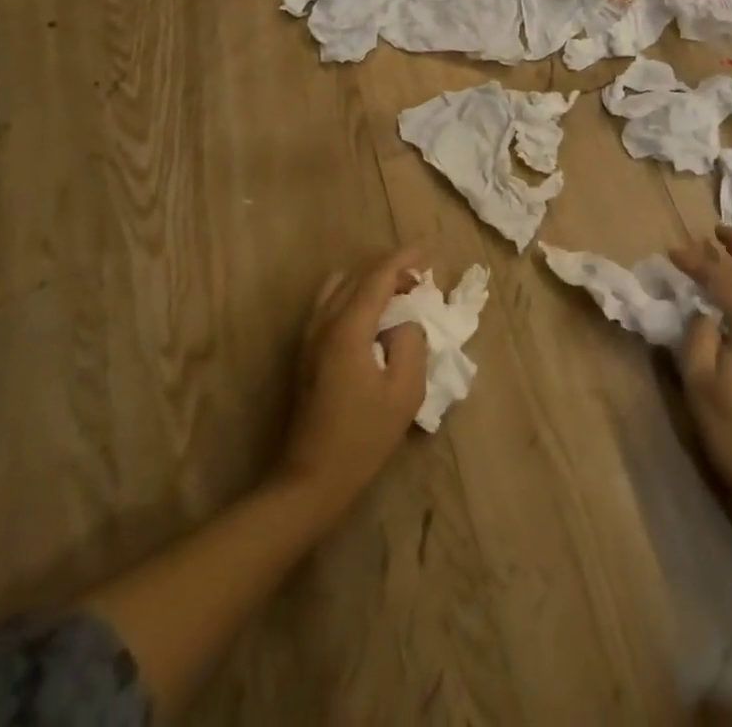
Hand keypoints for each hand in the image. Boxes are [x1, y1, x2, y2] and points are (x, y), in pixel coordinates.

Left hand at [274, 250, 427, 515]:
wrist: (310, 480)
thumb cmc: (363, 437)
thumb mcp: (405, 390)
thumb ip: (411, 342)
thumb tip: (406, 320)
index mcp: (348, 329)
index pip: (377, 277)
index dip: (403, 259)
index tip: (426, 252)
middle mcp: (323, 324)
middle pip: (357, 276)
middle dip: (389, 270)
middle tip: (418, 281)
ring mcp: (309, 338)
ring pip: (339, 287)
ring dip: (369, 282)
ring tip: (397, 298)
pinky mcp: (305, 352)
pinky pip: (330, 305)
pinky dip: (354, 297)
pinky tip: (374, 319)